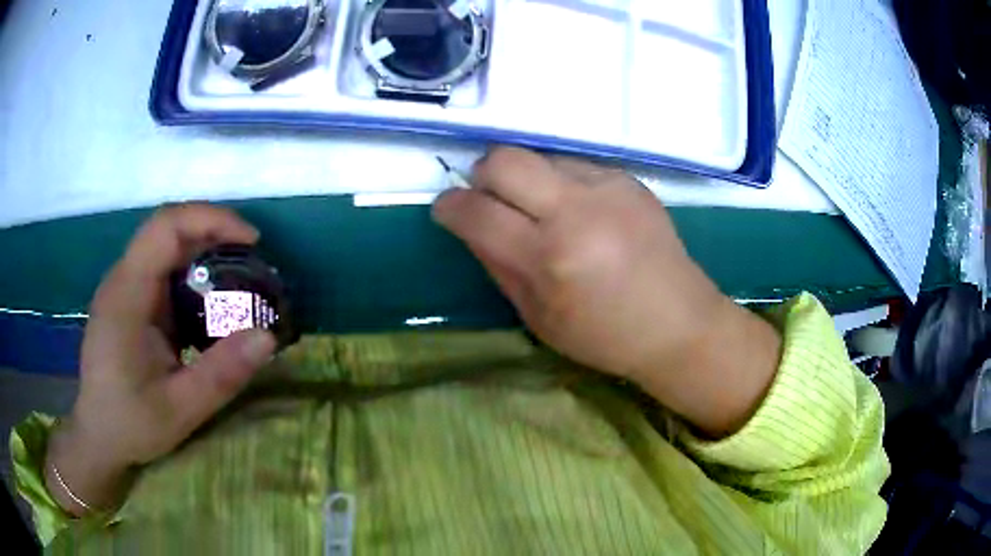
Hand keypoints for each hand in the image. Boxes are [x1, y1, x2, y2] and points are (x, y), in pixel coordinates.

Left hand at [46, 204, 276, 515]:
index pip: (166, 227)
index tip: (252, 241)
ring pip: (167, 248)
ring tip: (239, 280)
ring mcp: (124, 288)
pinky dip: (192, 275)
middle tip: (252, 260)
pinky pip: (163, 271)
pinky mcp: (129, 301)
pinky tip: (209, 304)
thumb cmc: (130, 423)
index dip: (211, 220)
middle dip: (214, 233)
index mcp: (127, 294)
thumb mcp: (179, 410)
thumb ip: (221, 375)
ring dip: (205, 254)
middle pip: (168, 229)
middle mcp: (123, 279)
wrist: (97, 435)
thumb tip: (268, 336)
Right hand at [433, 147, 780, 436]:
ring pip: (538, 157)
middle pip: (503, 159)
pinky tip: (583, 213)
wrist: (678, 324)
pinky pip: (574, 165)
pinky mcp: (629, 179)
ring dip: (527, 180)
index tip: (447, 209)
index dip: (449, 206)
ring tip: (545, 212)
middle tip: (490, 200)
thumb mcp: (538, 318)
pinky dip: (562, 184)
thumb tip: (469, 224)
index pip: (476, 212)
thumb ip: (498, 264)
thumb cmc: (604, 336)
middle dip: (483, 175)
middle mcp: (577, 210)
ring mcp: (608, 188)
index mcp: (549, 258)